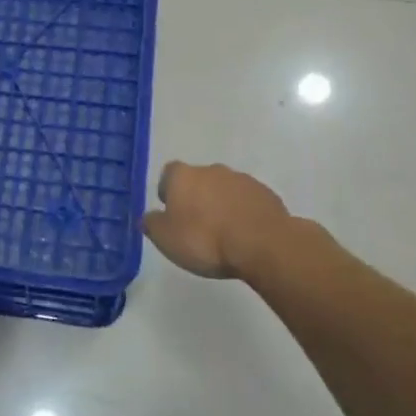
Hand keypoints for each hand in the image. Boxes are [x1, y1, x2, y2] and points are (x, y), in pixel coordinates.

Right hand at [142, 162, 346, 286]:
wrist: (262, 245)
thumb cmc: (204, 240)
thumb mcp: (165, 239)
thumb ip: (152, 224)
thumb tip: (149, 217)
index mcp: (183, 176)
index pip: (169, 174)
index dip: (168, 191)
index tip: (170, 211)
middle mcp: (212, 170)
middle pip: (199, 179)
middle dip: (197, 197)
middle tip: (196, 224)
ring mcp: (242, 180)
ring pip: (225, 189)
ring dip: (222, 204)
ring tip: (223, 233)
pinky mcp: (267, 194)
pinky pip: (248, 201)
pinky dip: (244, 213)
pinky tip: (245, 235)